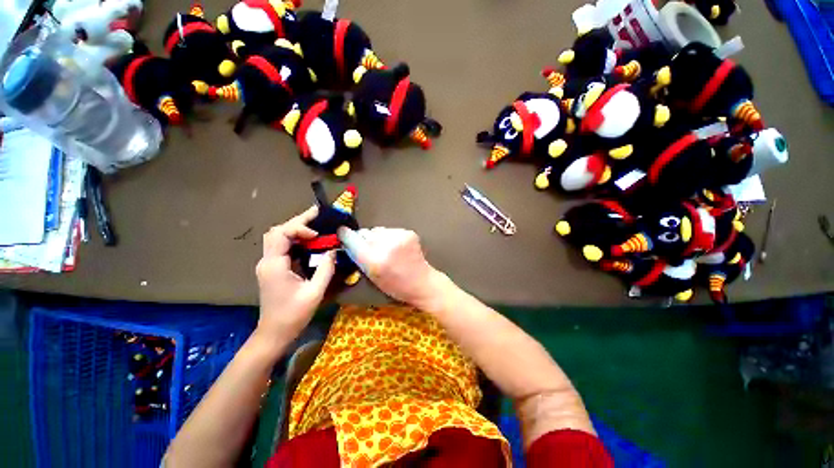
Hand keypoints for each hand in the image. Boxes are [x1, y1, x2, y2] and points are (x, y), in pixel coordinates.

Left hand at [255, 206, 335, 347]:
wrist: (274, 333)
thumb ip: (325, 269)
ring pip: (278, 237)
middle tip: (317, 215)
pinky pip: (282, 247)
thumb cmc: (293, 314)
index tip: (318, 235)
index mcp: (274, 265)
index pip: (282, 234)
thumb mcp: (314, 292)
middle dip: (297, 221)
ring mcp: (268, 264)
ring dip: (295, 229)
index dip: (300, 228)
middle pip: (277, 231)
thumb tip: (333, 250)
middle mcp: (267, 261)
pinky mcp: (273, 268)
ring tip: (315, 224)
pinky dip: (295, 239)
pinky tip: (309, 241)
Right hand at [344, 227, 444, 309]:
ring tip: (385, 248)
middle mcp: (386, 245)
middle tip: (371, 249)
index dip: (345, 235)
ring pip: (378, 230)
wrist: (422, 283)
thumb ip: (359, 257)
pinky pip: (390, 230)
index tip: (341, 232)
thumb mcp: (371, 276)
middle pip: (365, 232)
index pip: (352, 238)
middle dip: (364, 239)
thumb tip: (348, 241)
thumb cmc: (395, 286)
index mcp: (374, 259)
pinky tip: (396, 247)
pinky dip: (390, 237)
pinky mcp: (408, 233)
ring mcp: (399, 237)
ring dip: (377, 237)